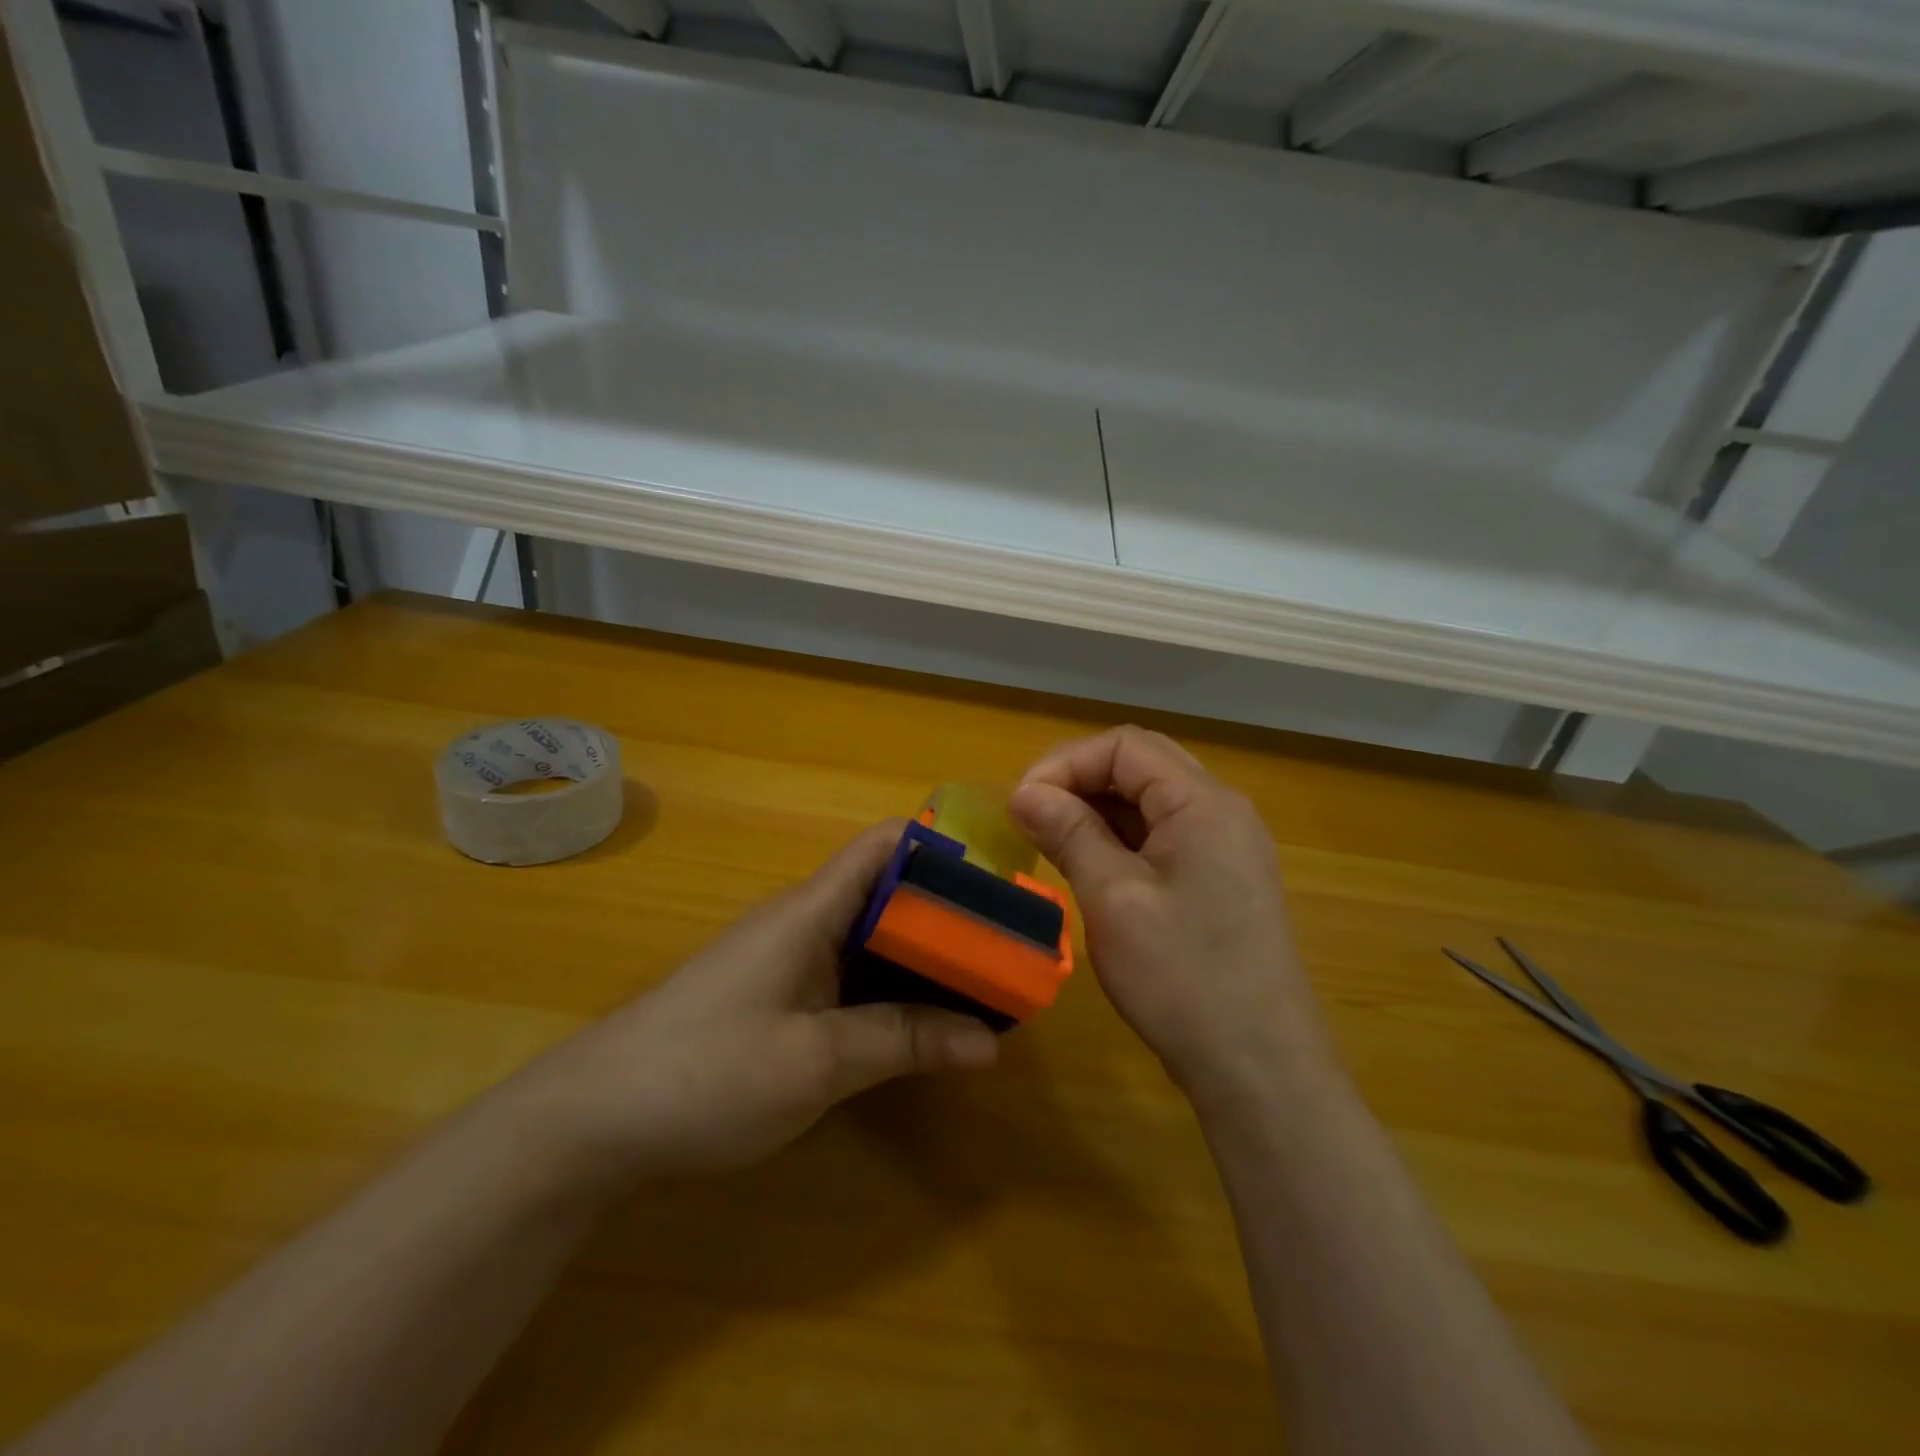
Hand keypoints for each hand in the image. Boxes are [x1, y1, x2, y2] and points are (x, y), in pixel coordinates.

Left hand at [510, 821, 998, 1183]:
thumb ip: (903, 1042)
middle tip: (1008, 949)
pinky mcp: (777, 995)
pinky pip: (850, 974)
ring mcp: (788, 958)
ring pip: (872, 937)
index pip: (885, 844)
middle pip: (889, 892)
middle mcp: (804, 921)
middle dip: (949, 914)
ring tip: (982, 986)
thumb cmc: (706, 1073)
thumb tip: (989, 1041)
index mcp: (812, 910)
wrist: (592, 1120)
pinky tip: (920, 1024)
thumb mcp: (816, 1062)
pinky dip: (891, 988)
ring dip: (923, 957)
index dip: (942, 846)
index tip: (999, 879)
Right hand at [1008, 727, 1332, 1101]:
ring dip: (1097, 810)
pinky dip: (1120, 839)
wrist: (1259, 1069)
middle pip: (1141, 766)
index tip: (1022, 802)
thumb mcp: (1113, 898)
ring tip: (1051, 841)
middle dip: (1079, 781)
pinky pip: (1164, 836)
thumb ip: (1069, 832)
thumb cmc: (1182, 978)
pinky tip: (1090, 866)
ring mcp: (1227, 847)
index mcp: (1203, 803)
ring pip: (1151, 802)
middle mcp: (1222, 811)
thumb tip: (1023, 792)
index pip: (1125, 746)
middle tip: (1032, 816)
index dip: (1066, 763)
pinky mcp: (1221, 880)